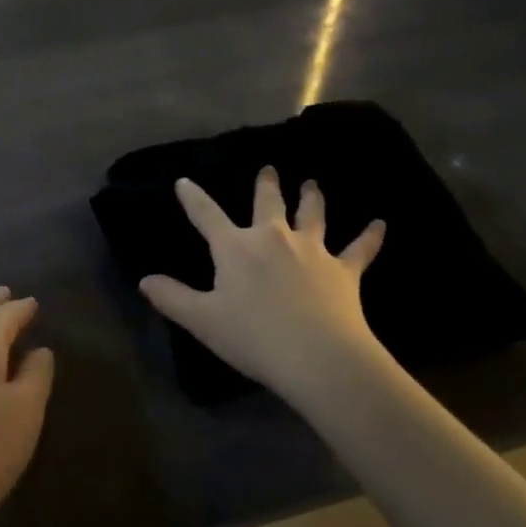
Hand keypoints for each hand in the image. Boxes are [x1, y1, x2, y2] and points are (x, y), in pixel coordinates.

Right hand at [139, 168, 387, 404]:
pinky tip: (381, 224)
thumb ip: (172, 298)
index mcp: (236, 247)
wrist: (317, 356)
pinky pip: (360, 249)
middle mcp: (274, 238)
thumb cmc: (253, 337)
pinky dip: (370, 236)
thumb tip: (144, 280)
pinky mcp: (344, 270)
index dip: (193, 198)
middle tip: (269, 170)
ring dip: (312, 198)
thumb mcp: (202, 321)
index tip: (184, 181)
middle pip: (268, 203)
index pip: (207, 215)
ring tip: (313, 183)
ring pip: (313, 215)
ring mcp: (313, 250)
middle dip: (266, 185)